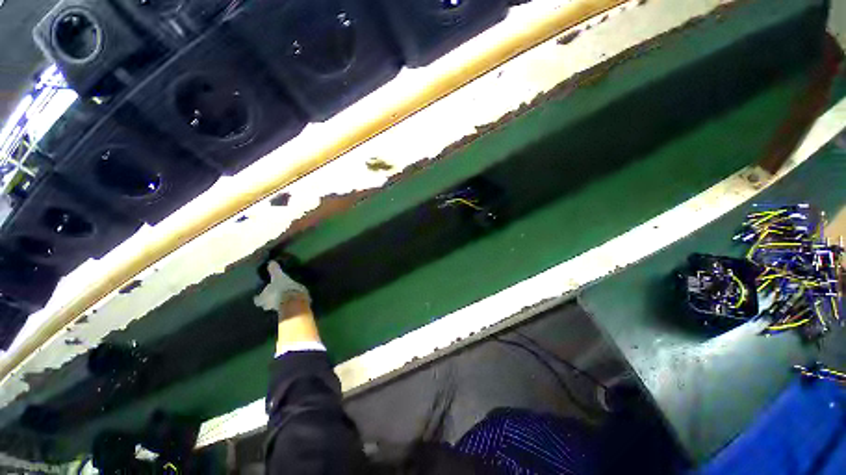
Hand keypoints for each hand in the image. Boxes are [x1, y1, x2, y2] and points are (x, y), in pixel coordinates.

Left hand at [254, 260, 310, 312]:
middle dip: (267, 301)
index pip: (257, 299)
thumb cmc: (284, 289)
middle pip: (265, 305)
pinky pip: (286, 307)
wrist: (295, 301)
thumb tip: (270, 262)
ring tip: (282, 298)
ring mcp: (278, 309)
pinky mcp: (289, 310)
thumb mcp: (279, 277)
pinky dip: (287, 304)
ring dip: (277, 303)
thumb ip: (274, 271)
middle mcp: (268, 305)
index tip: (258, 296)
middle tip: (271, 297)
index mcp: (264, 297)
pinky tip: (291, 300)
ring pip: (275, 307)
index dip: (258, 297)